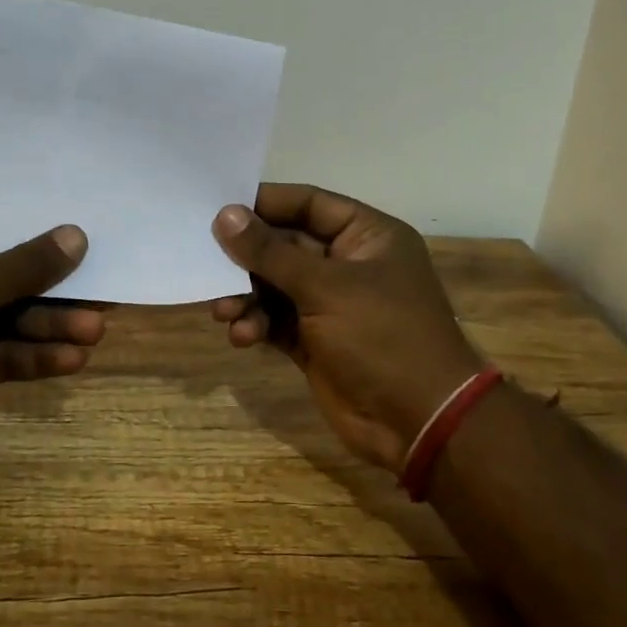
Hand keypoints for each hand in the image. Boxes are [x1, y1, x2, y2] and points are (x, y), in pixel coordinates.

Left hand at [0, 225, 102, 519]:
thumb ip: (13, 270)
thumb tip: (76, 236)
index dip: (23, 225)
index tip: (71, 221)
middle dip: (47, 288)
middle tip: (99, 288)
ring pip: (3, 323)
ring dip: (47, 327)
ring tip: (96, 329)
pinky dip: (31, 360)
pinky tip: (71, 360)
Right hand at [211, 187, 484, 472]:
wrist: (419, 423)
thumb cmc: (382, 337)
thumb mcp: (326, 287)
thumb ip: (271, 252)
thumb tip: (224, 215)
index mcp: (367, 236)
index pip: (309, 204)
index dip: (265, 203)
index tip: (218, 207)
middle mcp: (349, 264)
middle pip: (286, 245)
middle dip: (249, 257)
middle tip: (207, 261)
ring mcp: (332, 305)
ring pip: (276, 286)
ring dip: (247, 295)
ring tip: (224, 310)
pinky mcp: (316, 341)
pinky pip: (276, 320)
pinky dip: (257, 324)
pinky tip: (243, 336)